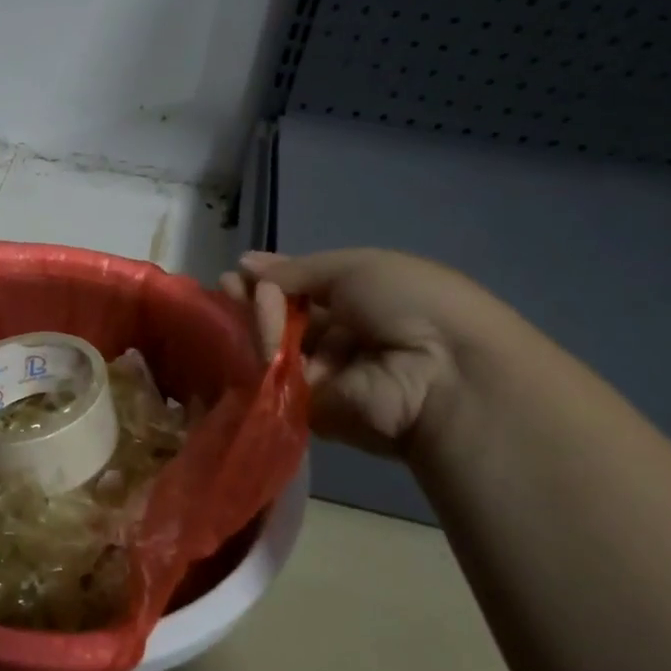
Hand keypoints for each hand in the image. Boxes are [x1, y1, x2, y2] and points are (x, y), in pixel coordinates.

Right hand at [221, 249, 520, 457]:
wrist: (442, 372)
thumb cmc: (410, 303)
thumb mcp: (357, 267)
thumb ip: (297, 269)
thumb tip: (245, 263)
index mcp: (363, 302)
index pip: (306, 291)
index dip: (273, 280)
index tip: (240, 271)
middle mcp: (342, 338)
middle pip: (285, 318)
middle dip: (256, 298)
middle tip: (227, 284)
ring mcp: (324, 375)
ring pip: (275, 344)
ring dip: (260, 316)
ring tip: (246, 297)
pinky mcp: (308, 407)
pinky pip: (276, 374)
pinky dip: (267, 348)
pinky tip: (260, 327)